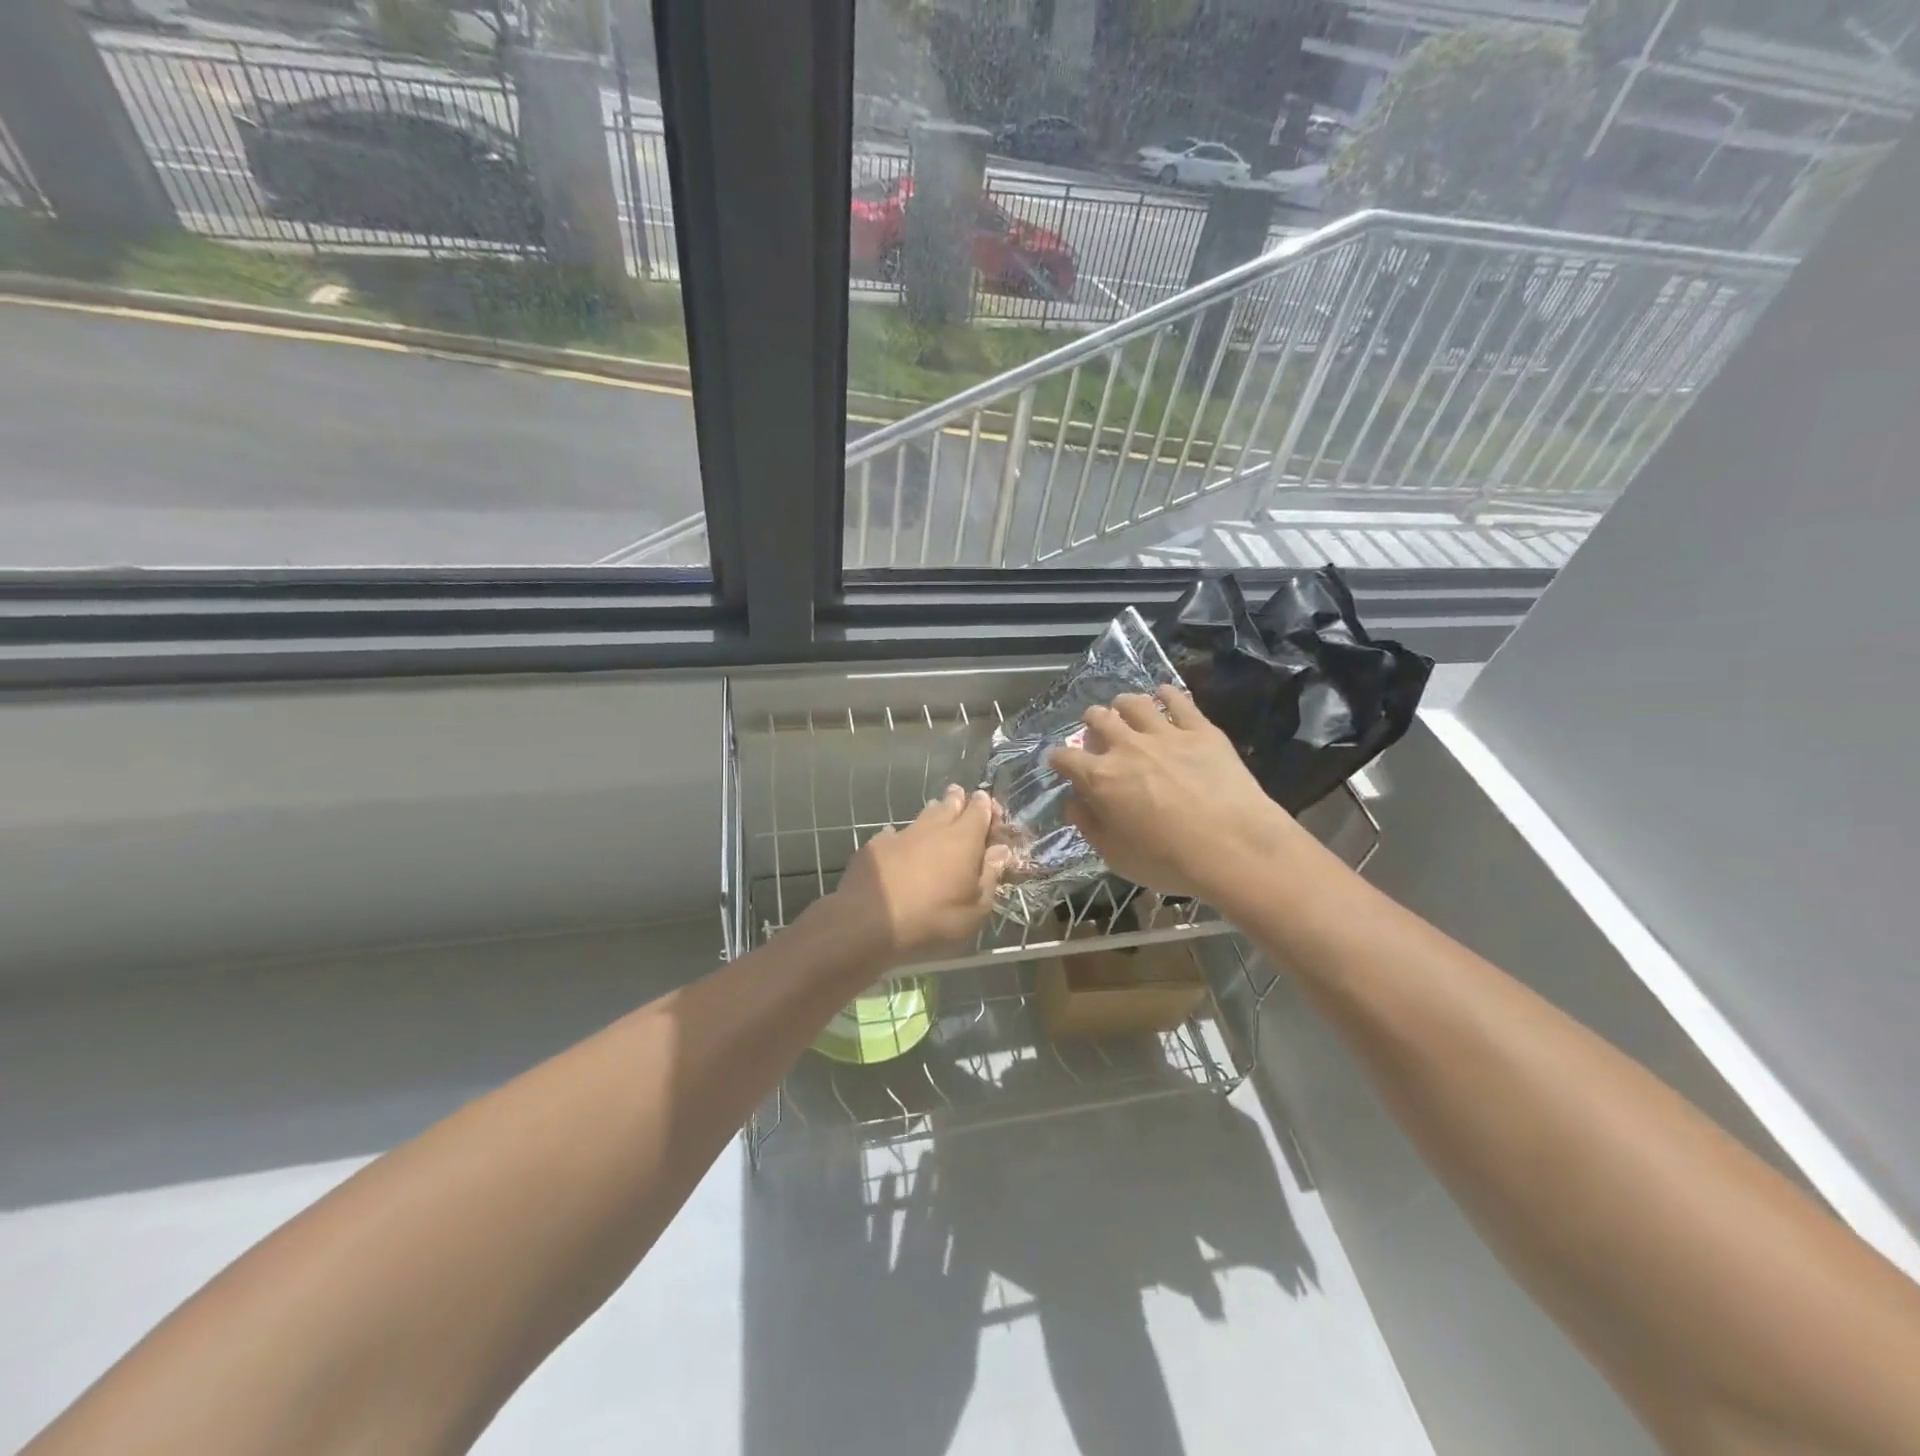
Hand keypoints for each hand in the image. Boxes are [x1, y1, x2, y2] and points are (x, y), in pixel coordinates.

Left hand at [831, 786, 1010, 961]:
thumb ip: (990, 876)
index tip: (990, 809)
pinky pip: (894, 833)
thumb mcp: (975, 909)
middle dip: (959, 800)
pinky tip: (898, 840)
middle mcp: (934, 828)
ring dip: (933, 812)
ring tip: (937, 811)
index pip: (979, 810)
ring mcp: (902, 833)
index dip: (986, 806)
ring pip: (923, 815)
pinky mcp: (876, 845)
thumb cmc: (932, 918)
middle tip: (962, 797)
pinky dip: (902, 836)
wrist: (868, 921)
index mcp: (963, 839)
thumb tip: (1000, 851)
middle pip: (950, 804)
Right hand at [1048, 687, 1304, 903]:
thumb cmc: (1169, 861)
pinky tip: (1165, 695)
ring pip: (1134, 703)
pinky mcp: (1200, 729)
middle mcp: (1126, 747)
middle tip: (1097, 733)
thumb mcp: (1116, 856)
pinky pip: (1178, 700)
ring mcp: (1164, 734)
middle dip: (1091, 723)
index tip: (1060, 763)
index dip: (1058, 759)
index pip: (1065, 757)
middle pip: (1097, 719)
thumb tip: (1073, 804)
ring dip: (1123, 705)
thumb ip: (1089, 826)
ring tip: (1126, 711)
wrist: (1234, 848)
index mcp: (1100, 778)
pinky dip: (1167, 694)